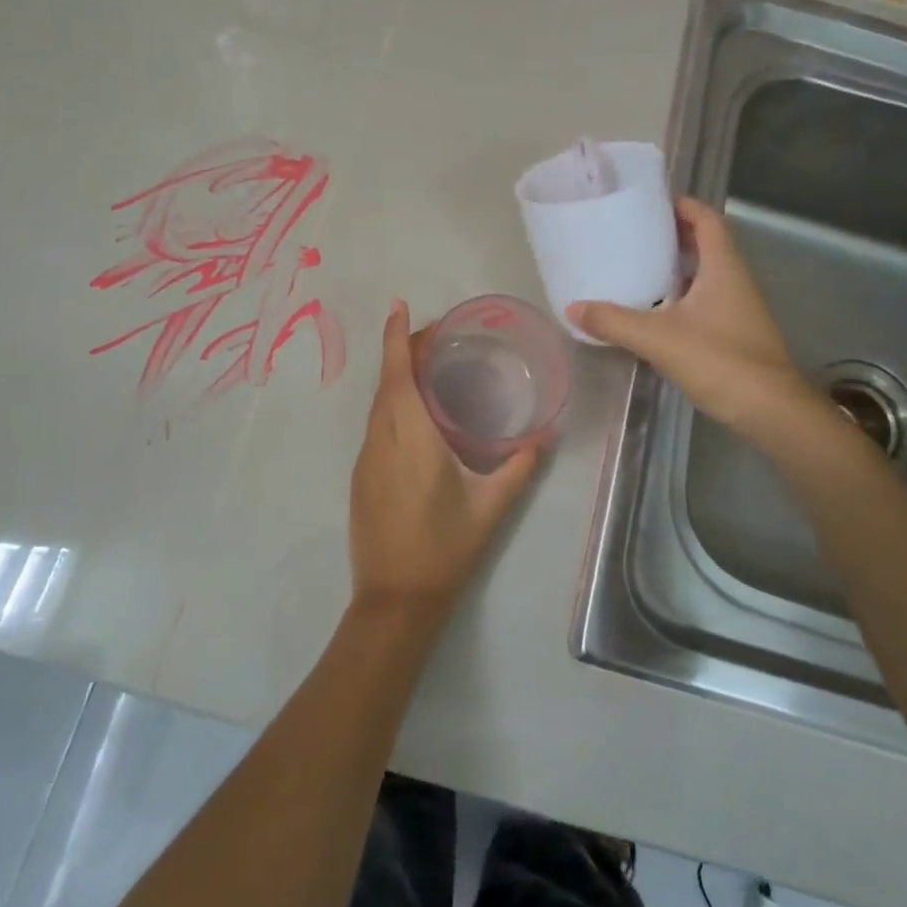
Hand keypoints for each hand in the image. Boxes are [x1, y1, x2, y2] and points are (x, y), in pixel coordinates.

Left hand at [347, 301, 539, 622]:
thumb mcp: (490, 508)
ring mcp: (366, 459)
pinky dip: (390, 404)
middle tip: (432, 335)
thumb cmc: (445, 549)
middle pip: (385, 383)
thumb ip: (519, 467)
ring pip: (377, 405)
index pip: (397, 375)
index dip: (395, 338)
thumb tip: (545, 436)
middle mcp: (381, 440)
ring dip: (394, 378)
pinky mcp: (361, 477)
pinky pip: (375, 426)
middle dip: (400, 350)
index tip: (398, 306)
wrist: (395, 600)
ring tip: (424, 366)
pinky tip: (413, 414)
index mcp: (411, 439)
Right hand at [570, 196, 818, 434]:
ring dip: (675, 267)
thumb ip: (614, 321)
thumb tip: (573, 308)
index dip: (683, 205)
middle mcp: (735, 281)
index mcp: (723, 268)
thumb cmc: (720, 360)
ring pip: (705, 275)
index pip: (707, 220)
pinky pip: (704, 301)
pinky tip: (653, 311)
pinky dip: (679, 297)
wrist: (770, 410)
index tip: (650, 202)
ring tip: (635, 267)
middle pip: (706, 244)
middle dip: (672, 235)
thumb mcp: (658, 338)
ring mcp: (738, 308)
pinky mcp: (735, 334)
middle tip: (632, 234)